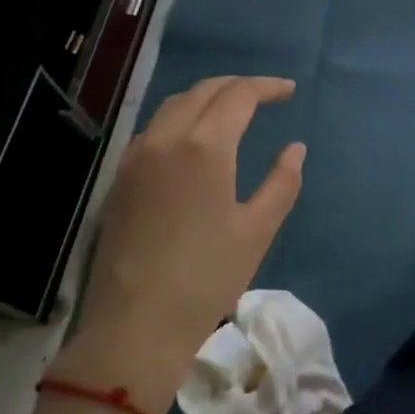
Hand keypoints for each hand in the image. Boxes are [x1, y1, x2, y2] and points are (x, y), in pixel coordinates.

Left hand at [58, 77, 304, 411]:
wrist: (135, 327)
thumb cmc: (206, 277)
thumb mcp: (258, 230)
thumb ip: (282, 182)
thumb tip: (294, 148)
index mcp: (204, 146)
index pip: (238, 95)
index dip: (267, 87)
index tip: (289, 91)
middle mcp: (166, 138)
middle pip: (203, 91)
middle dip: (237, 86)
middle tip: (265, 95)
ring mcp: (136, 157)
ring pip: (173, 105)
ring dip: (206, 98)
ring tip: (231, 110)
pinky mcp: (120, 179)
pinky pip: (153, 128)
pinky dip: (180, 118)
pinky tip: (193, 139)